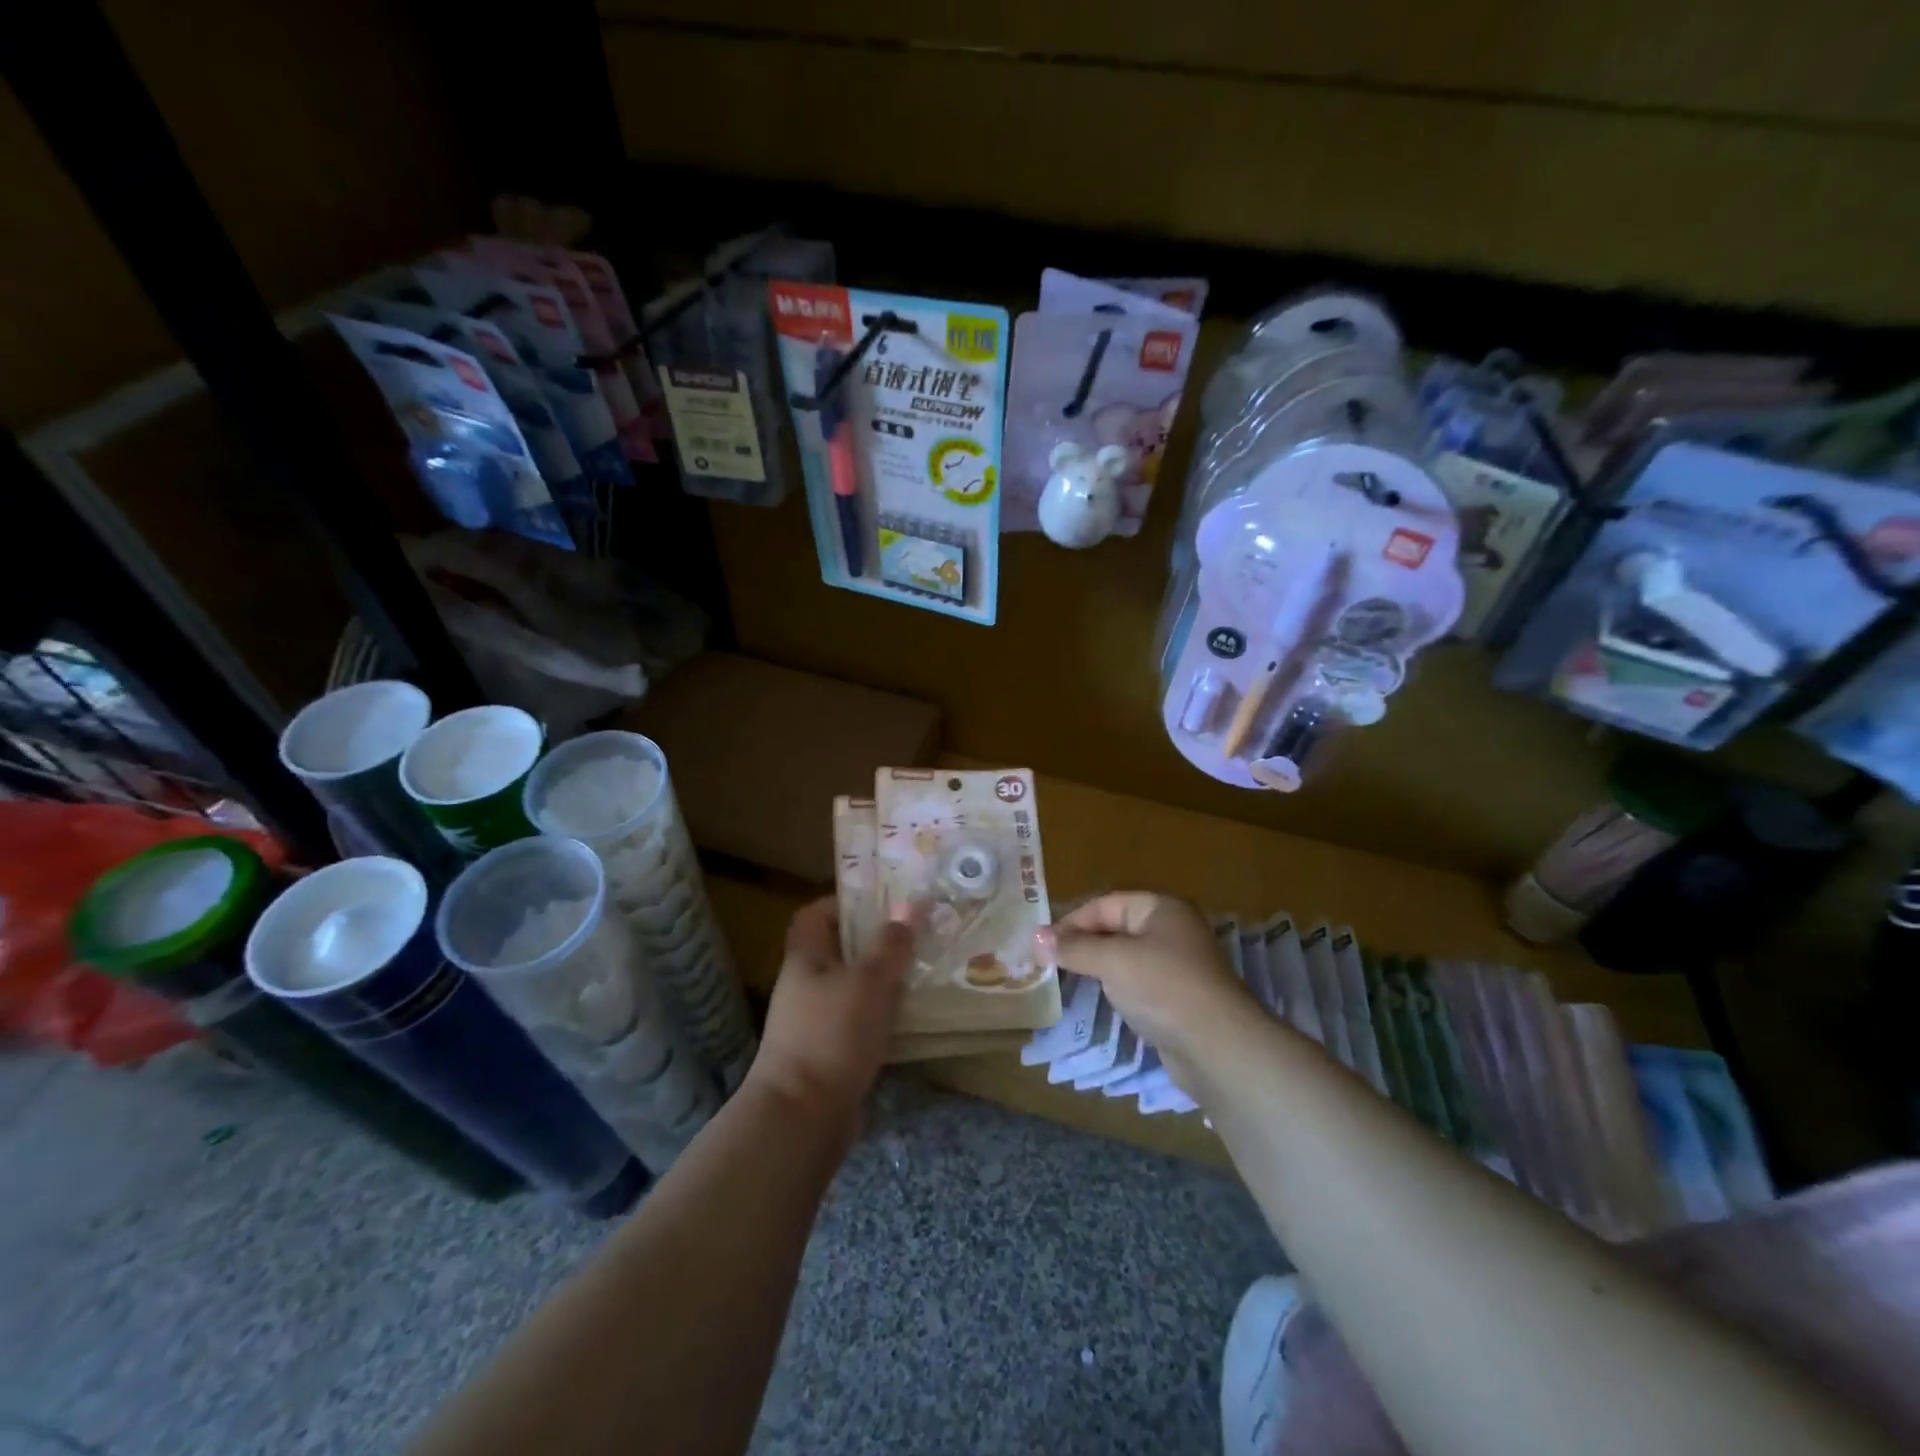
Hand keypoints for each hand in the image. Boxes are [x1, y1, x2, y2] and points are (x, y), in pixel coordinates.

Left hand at [746, 897, 912, 1131]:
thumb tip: (909, 907)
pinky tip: (912, 1016)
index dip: (844, 902)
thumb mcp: (869, 981)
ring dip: (883, 980)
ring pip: (852, 987)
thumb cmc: (832, 1034)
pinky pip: (859, 1021)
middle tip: (915, 935)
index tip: (882, 902)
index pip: (814, 915)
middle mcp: (805, 985)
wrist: (803, 1117)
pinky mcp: (829, 1054)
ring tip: (922, 971)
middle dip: (875, 942)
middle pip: (838, 950)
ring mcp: (814, 1022)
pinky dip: (882, 1015)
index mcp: (805, 958)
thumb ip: (891, 945)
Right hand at [1036, 892, 1255, 1087]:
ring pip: (1125, 957)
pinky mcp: (1177, 998)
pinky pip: (1137, 983)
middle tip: (1046, 962)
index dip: (1071, 921)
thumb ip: (1074, 948)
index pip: (1105, 904)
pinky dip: (1116, 988)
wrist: (1218, 1047)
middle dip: (1082, 944)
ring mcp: (1176, 965)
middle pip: (1115, 928)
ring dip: (1096, 967)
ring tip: (1064, 980)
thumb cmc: (1163, 988)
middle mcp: (1171, 930)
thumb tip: (1037, 938)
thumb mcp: (1112, 961)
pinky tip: (1098, 999)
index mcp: (1161, 908)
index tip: (1041, 944)